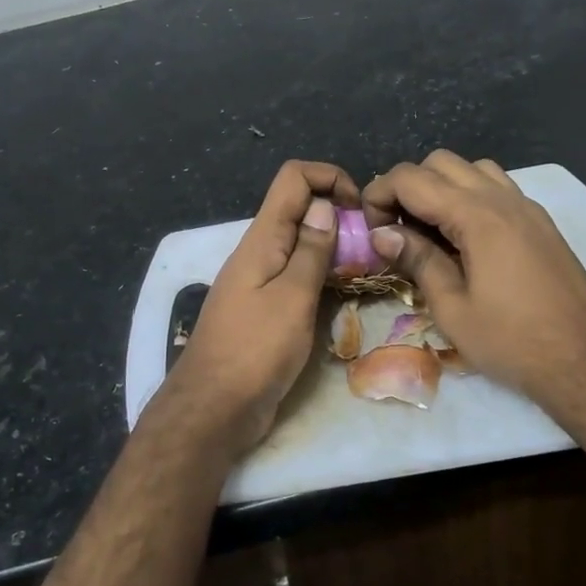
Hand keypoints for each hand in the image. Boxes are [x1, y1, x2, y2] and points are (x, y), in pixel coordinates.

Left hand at [162, 160, 360, 450]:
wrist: (215, 408)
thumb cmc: (255, 350)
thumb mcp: (292, 297)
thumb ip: (311, 251)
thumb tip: (325, 205)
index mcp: (262, 238)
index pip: (293, 178)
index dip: (330, 178)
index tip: (360, 209)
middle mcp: (259, 251)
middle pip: (299, 208)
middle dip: (338, 214)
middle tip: (371, 244)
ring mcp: (260, 280)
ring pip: (300, 244)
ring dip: (333, 247)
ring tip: (366, 269)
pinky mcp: (264, 308)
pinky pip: (296, 276)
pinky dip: (321, 276)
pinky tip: (343, 296)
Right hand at [362, 151, 585, 424]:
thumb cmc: (513, 341)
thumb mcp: (452, 308)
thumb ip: (417, 260)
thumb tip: (381, 233)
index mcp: (477, 216)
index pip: (411, 179)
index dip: (379, 195)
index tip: (370, 231)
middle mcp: (502, 198)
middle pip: (440, 163)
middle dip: (408, 187)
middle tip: (396, 230)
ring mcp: (526, 207)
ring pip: (472, 169)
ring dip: (441, 188)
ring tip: (430, 231)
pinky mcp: (541, 223)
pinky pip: (497, 187)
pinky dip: (470, 196)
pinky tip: (465, 239)